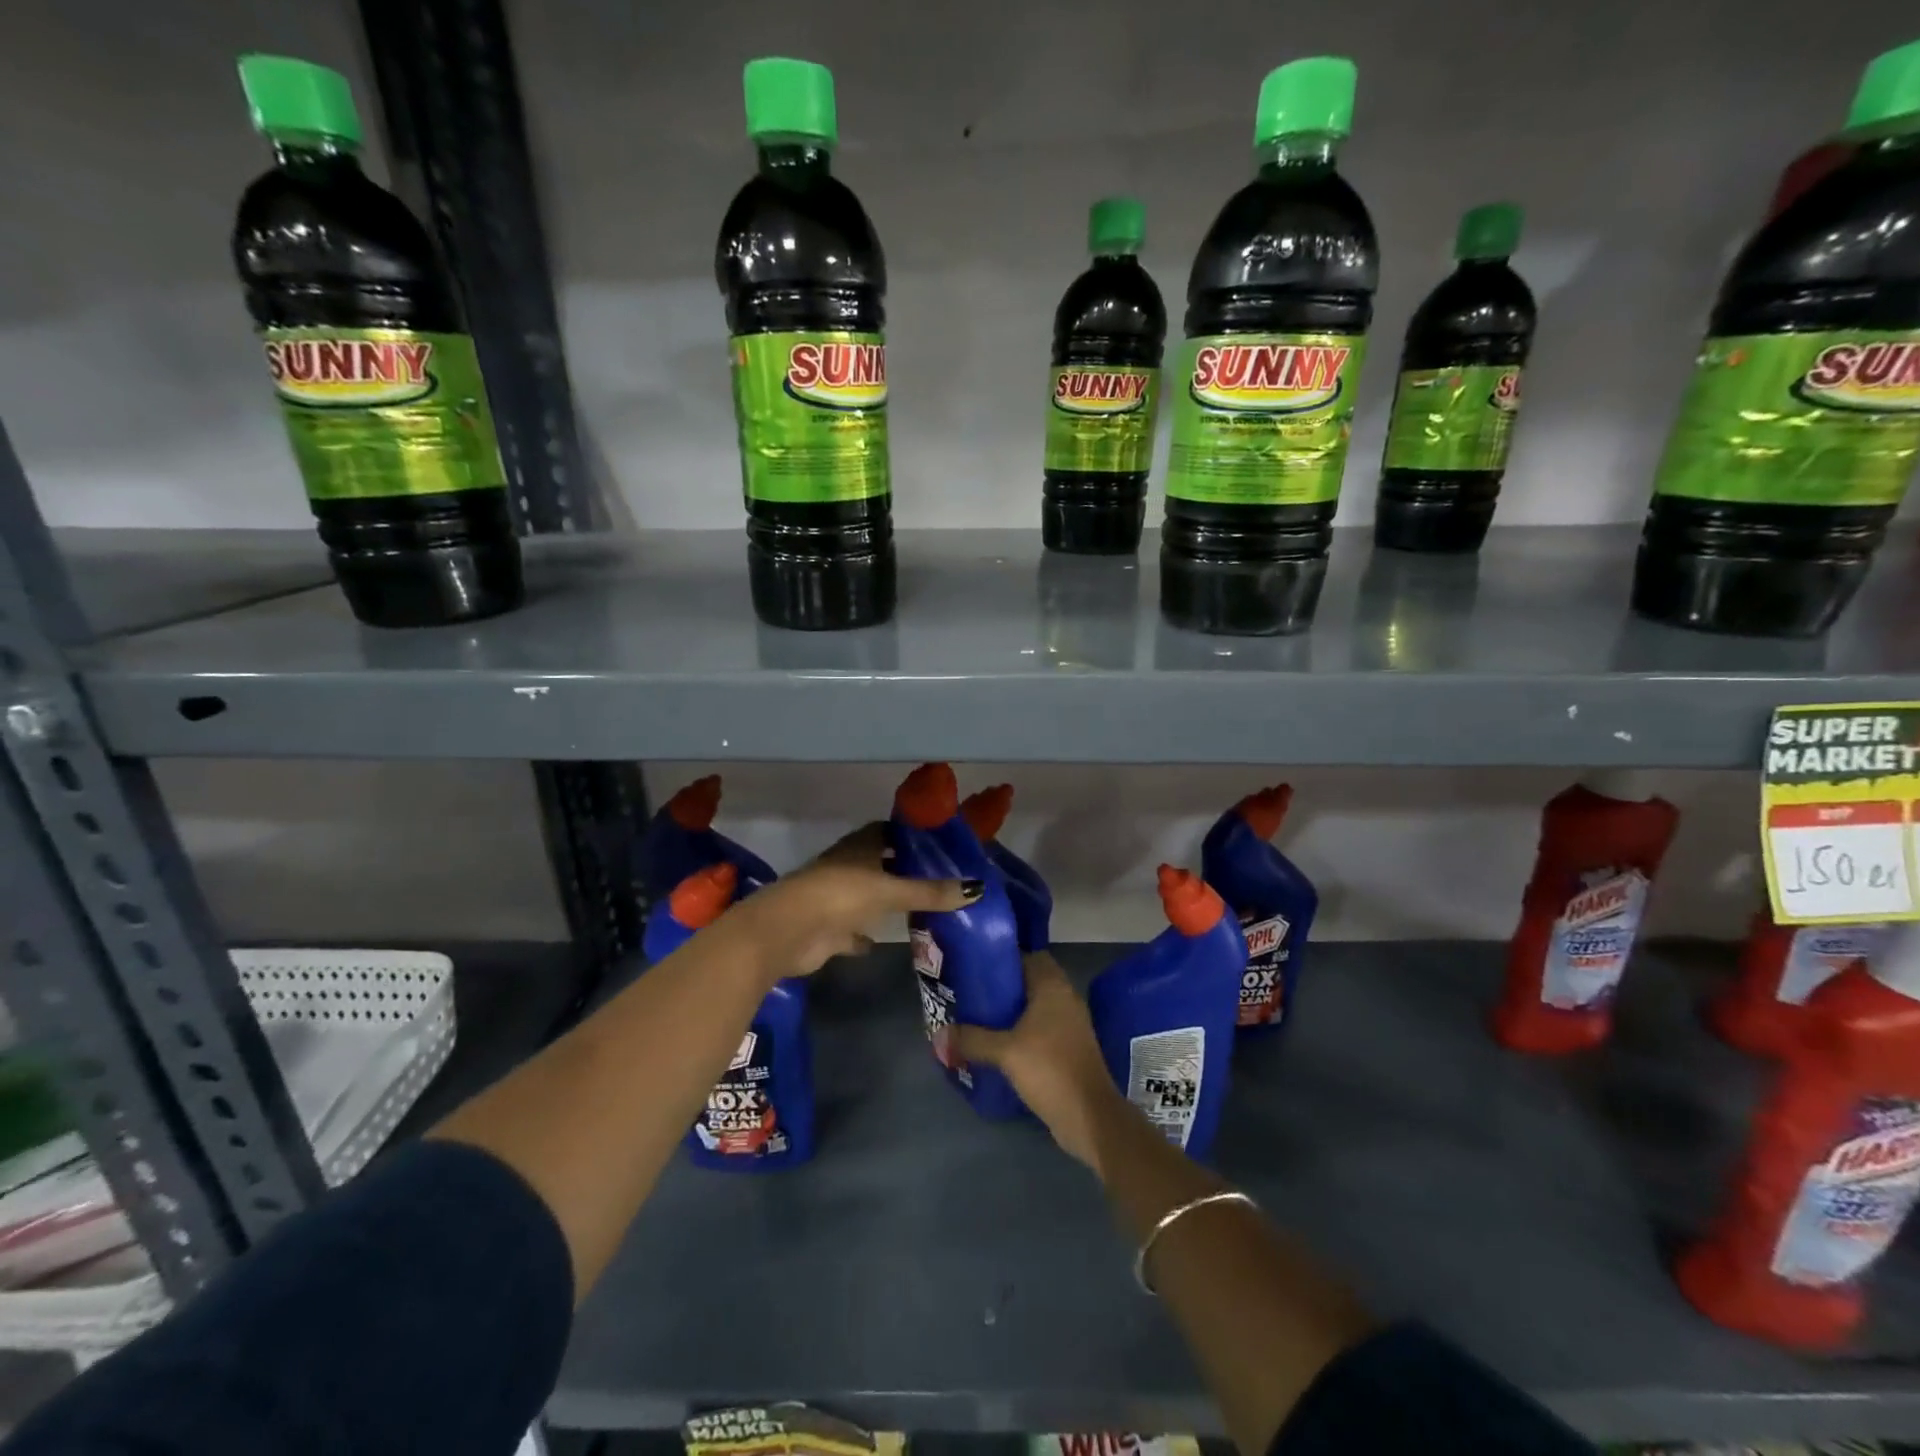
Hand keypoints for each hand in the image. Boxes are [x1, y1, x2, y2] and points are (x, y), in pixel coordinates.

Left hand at [733, 823, 979, 980]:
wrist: (787, 932)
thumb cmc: (839, 896)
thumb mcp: (890, 891)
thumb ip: (930, 892)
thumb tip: (977, 889)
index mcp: (858, 848)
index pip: (886, 832)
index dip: (908, 835)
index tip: (936, 843)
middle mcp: (846, 868)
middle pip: (878, 864)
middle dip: (902, 870)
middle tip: (938, 878)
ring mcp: (834, 899)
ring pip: (866, 897)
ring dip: (885, 903)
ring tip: (921, 909)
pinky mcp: (827, 929)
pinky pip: (851, 931)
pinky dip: (864, 935)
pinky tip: (881, 942)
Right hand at [954, 950, 1123, 1173]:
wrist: (1089, 1116)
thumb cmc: (1049, 1069)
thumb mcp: (1004, 1051)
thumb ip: (971, 1039)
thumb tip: (937, 1035)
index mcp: (1053, 987)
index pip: (1029, 956)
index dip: (1004, 960)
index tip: (977, 968)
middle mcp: (1065, 999)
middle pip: (1030, 982)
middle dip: (1003, 988)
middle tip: (972, 995)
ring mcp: (1070, 1025)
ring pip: (1036, 1008)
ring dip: (1011, 1013)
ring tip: (979, 1019)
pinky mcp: (1069, 1049)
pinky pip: (1041, 1029)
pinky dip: (1022, 1032)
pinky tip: (998, 1045)